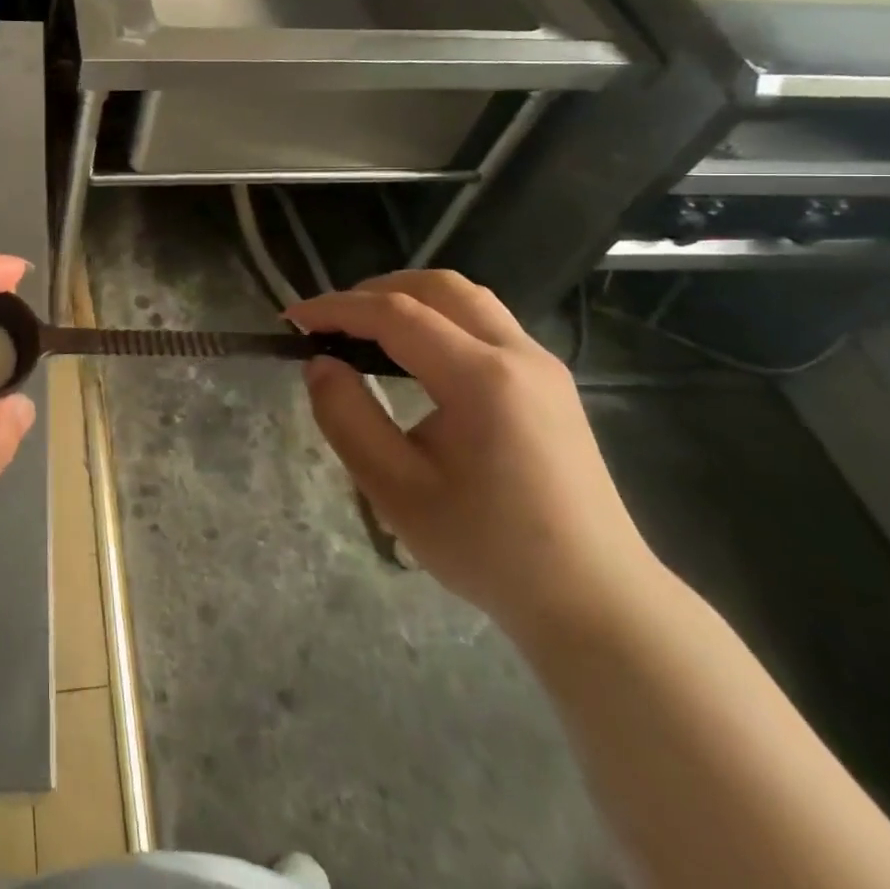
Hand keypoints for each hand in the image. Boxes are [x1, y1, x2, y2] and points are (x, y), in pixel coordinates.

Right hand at [285, 271, 661, 642]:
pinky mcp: (550, 381)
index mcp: (481, 379)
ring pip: (466, 298)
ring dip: (409, 298)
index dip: (337, 308)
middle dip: (373, 291)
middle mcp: (518, 354)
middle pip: (437, 287)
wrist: (595, 601)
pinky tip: (414, 354)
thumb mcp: (397, 491)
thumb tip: (320, 364)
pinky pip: (485, 322)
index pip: (396, 314)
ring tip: (365, 329)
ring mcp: (542, 364)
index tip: (293, 319)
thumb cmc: (489, 549)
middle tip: (330, 322)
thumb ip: (347, 418)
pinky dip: (438, 317)